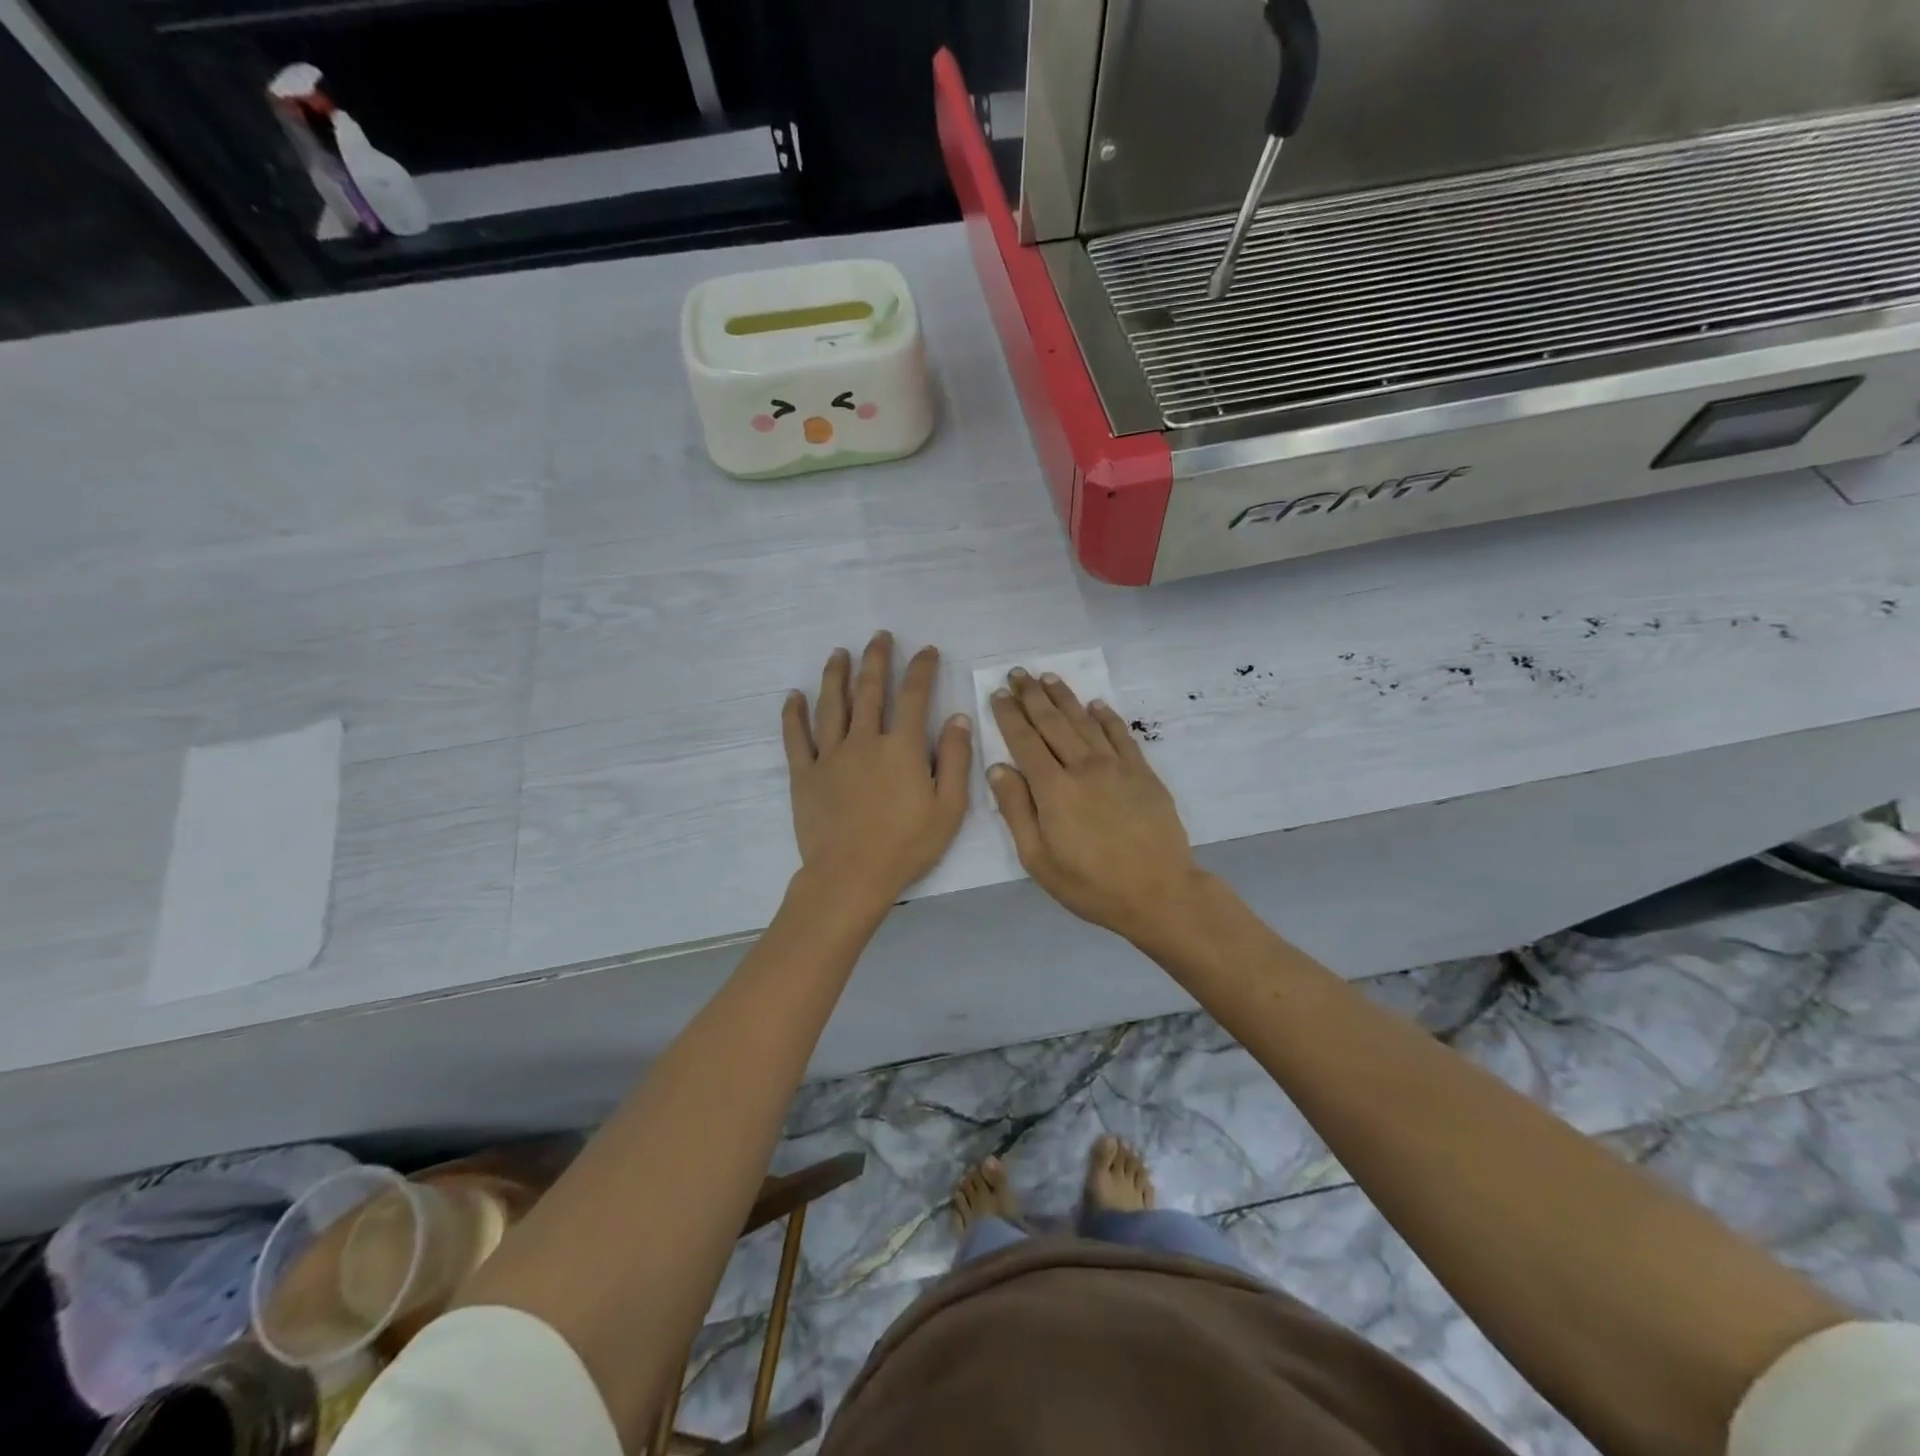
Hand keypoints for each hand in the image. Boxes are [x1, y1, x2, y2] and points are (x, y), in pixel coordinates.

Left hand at [782, 632, 972, 912]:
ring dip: (835, 675)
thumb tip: (958, 717)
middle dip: (876, 659)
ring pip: (831, 705)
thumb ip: (955, 760)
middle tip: (879, 637)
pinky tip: (793, 696)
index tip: (926, 650)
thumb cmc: (906, 846)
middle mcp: (864, 741)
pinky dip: (794, 714)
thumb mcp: (948, 808)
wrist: (850, 877)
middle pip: (869, 690)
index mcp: (902, 748)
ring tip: (839, 653)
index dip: (921, 669)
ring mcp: (830, 755)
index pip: (914, 696)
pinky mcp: (805, 774)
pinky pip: (796, 737)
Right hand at [988, 668, 1204, 944]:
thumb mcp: (1038, 859)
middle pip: (1053, 722)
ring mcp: (1116, 767)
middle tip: (1018, 672)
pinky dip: (1106, 717)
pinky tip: (1096, 705)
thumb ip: (1016, 810)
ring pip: (1084, 722)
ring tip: (1048, 677)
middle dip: (1032, 695)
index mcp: (1053, 789)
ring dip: (1064, 697)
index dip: (1009, 715)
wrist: (1159, 893)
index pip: (1024, 741)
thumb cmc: (1090, 885)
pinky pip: (1121, 735)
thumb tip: (998, 768)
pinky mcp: (1143, 773)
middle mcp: (1083, 767)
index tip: (998, 693)